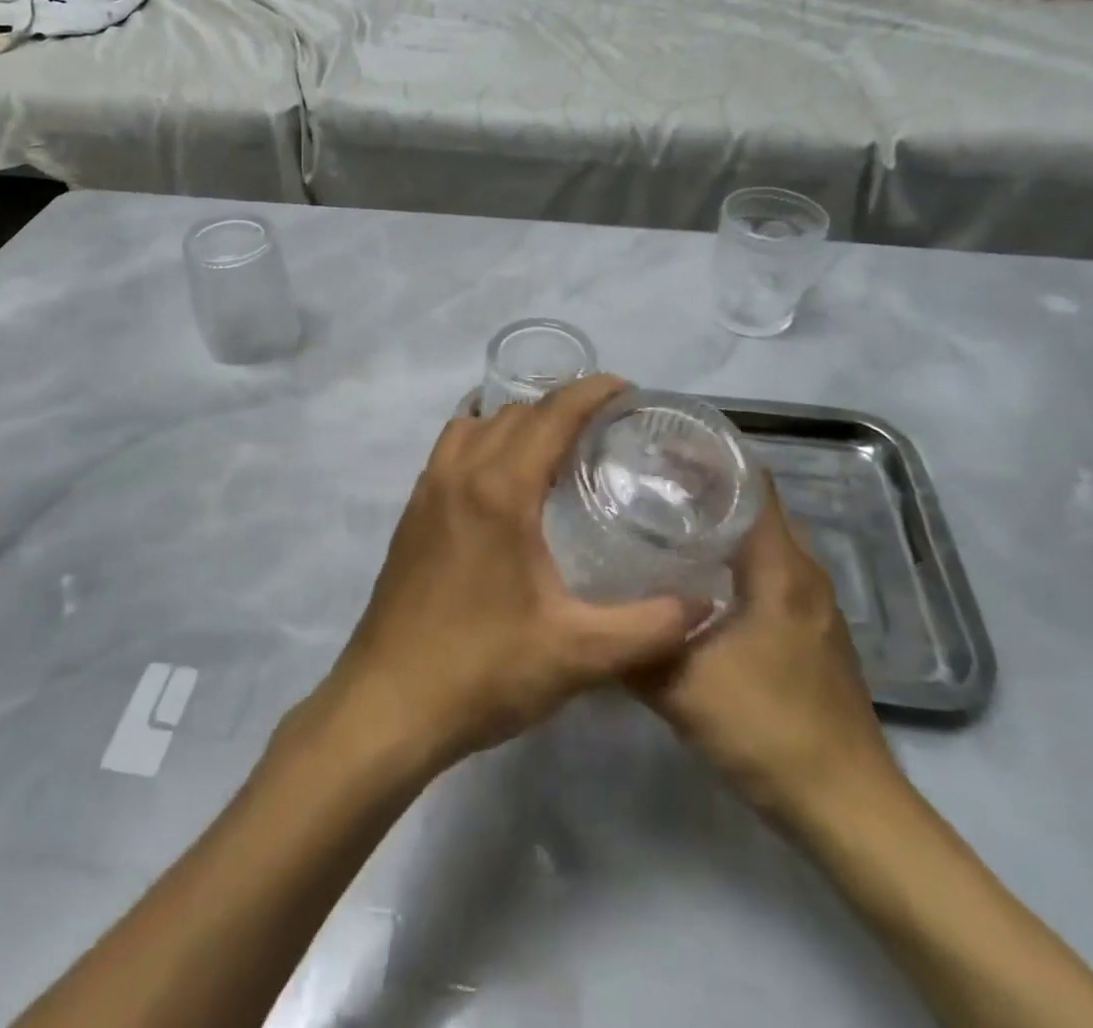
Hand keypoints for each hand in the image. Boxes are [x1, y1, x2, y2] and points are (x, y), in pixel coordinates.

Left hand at [318, 375, 710, 774]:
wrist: (387, 704)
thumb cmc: (482, 672)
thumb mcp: (578, 655)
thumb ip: (650, 627)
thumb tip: (705, 605)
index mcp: (500, 491)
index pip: (551, 415)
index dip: (591, 392)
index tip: (626, 389)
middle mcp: (459, 474)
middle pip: (515, 413)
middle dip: (561, 404)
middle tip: (604, 424)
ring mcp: (428, 490)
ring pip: (476, 424)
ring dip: (517, 418)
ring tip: (554, 440)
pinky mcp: (411, 513)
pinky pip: (450, 448)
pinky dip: (481, 437)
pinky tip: (501, 474)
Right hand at [635, 476, 900, 833]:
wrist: (847, 806)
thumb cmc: (769, 729)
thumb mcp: (682, 686)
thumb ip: (630, 646)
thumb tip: (581, 612)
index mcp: (780, 567)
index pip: (750, 481)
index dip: (707, 454)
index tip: (657, 444)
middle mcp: (802, 572)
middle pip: (753, 504)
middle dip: (702, 484)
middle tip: (642, 477)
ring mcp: (811, 604)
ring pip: (759, 540)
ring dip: (716, 522)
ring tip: (657, 516)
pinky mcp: (808, 631)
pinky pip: (765, 571)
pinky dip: (729, 557)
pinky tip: (690, 577)